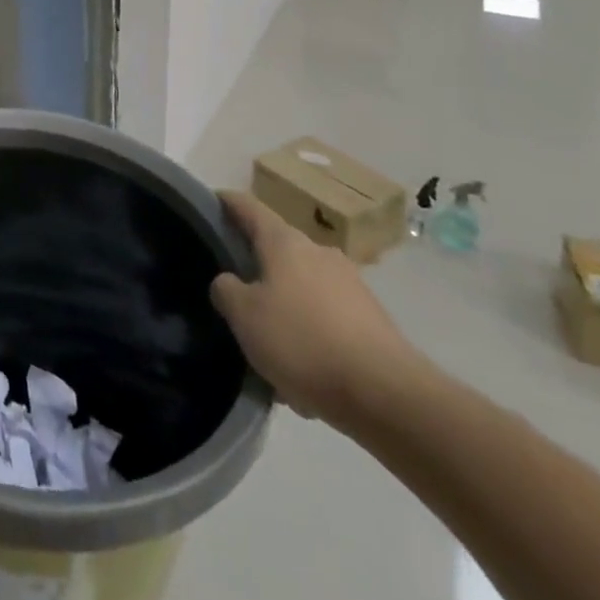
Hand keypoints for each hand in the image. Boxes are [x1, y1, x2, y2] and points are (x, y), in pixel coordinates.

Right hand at [210, 190, 425, 427]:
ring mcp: (351, 285)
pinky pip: (328, 319)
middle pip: (278, 249)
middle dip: (257, 265)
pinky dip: (311, 334)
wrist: (389, 397)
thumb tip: (229, 282)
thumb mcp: (244, 316)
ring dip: (285, 306)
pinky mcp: (373, 321)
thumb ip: (226, 290)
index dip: (226, 202)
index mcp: (285, 242)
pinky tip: (304, 372)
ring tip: (270, 343)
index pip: (248, 207)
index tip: (209, 203)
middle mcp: (319, 252)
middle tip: (235, 290)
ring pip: (303, 288)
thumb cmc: (303, 341)